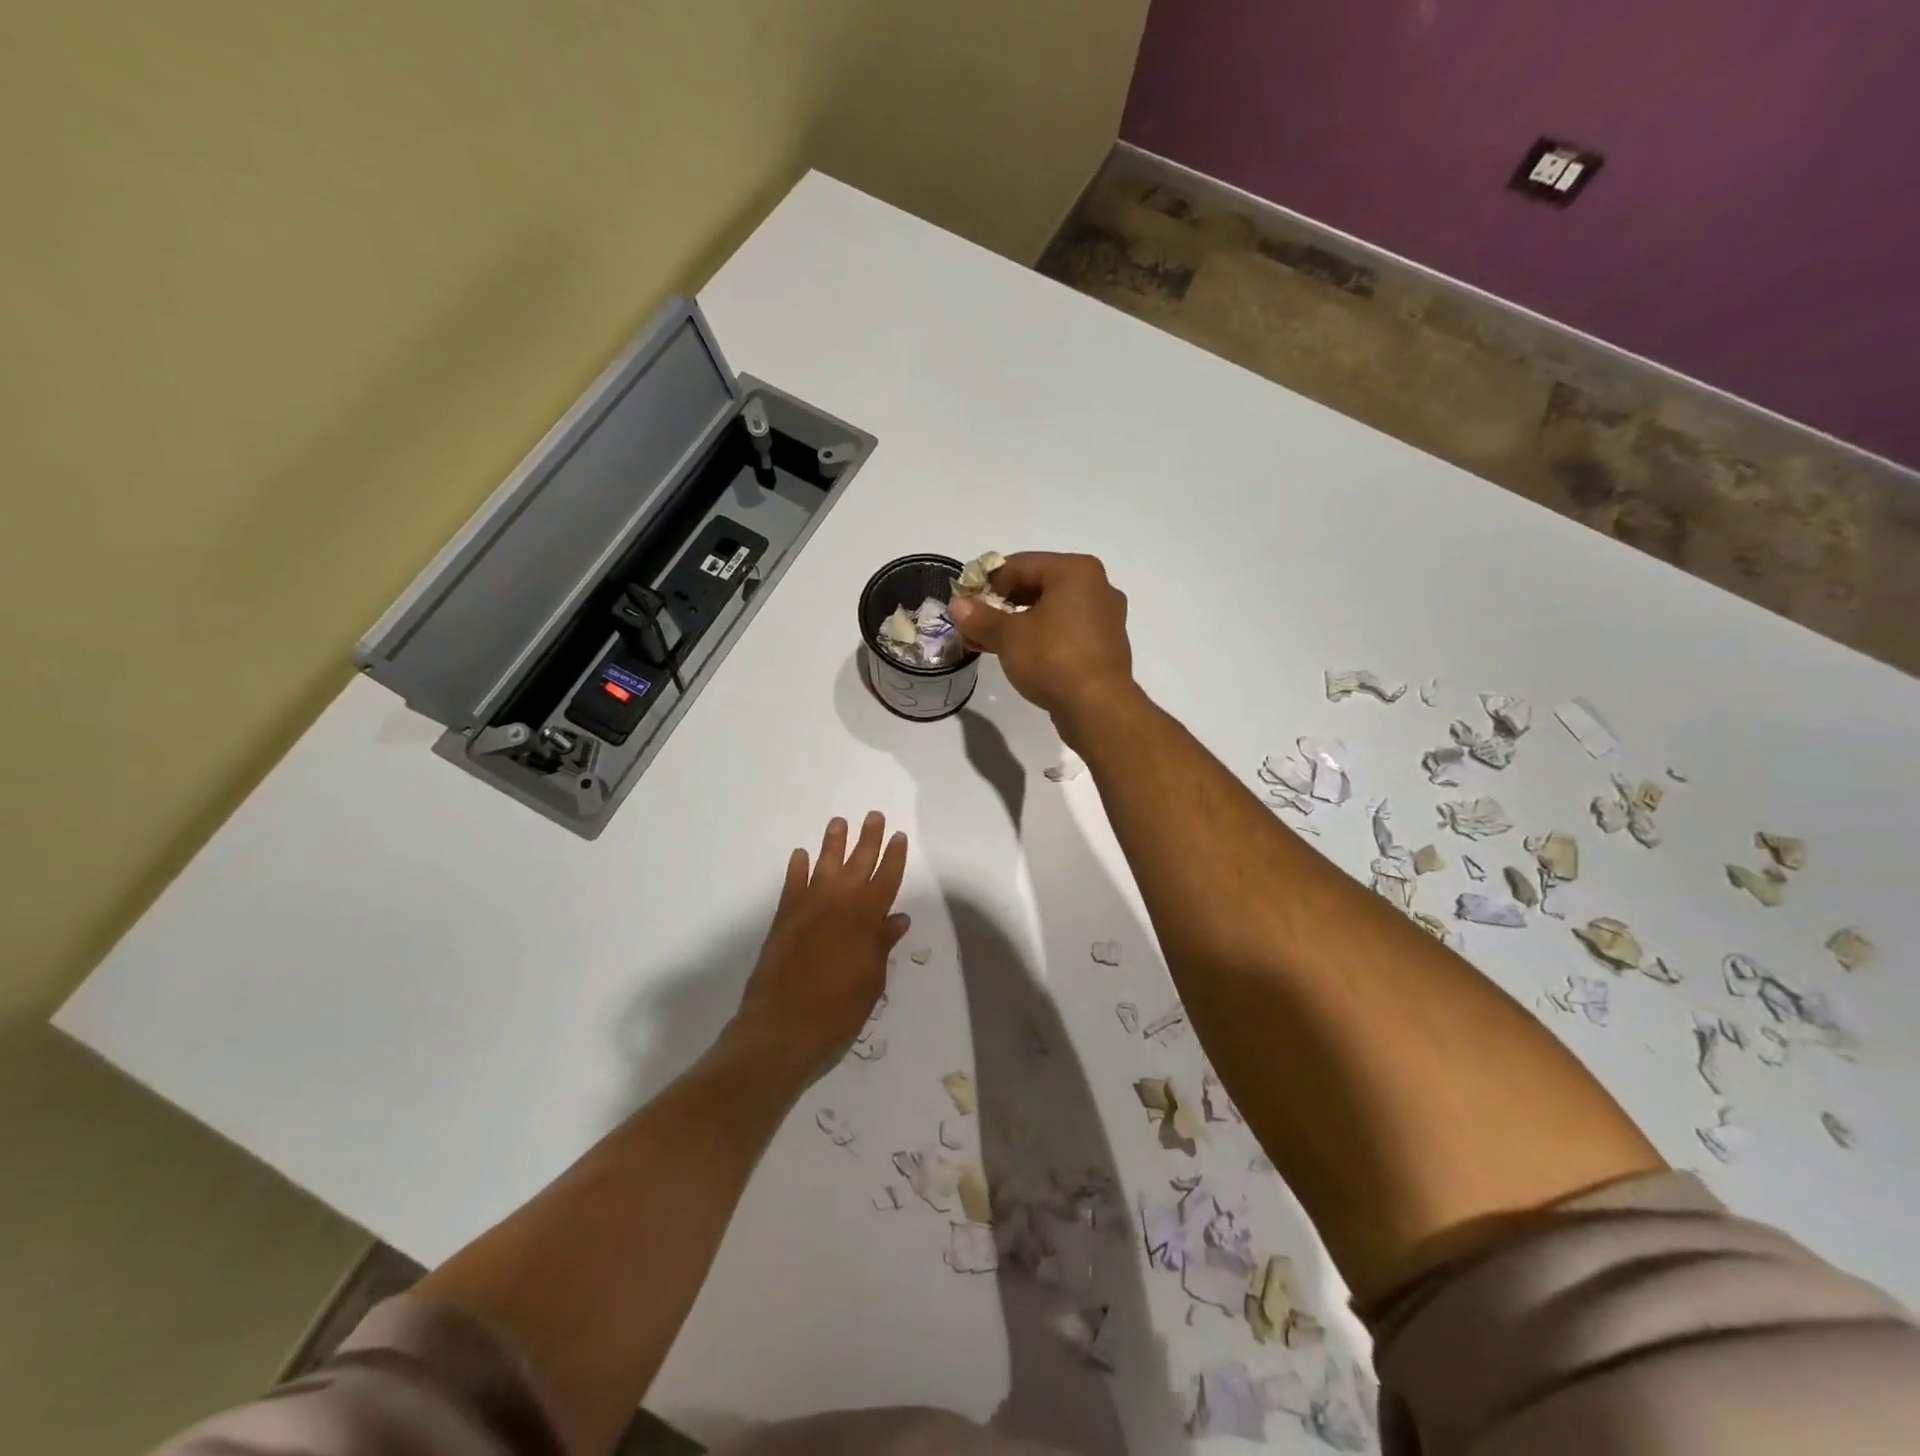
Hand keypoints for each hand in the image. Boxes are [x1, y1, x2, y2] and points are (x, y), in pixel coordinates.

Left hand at [729, 812, 909, 1083]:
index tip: (899, 836)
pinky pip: (792, 885)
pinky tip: (800, 855)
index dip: (894, 857)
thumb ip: (882, 944)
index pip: (886, 879)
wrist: (782, 1028)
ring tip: (839, 822)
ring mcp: (808, 909)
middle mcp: (838, 904)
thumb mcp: (872, 980)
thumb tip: (898, 917)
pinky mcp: (784, 919)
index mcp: (866, 919)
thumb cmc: (838, 1010)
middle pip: (857, 863)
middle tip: (874, 816)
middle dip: (868, 839)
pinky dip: (797, 869)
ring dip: (833, 843)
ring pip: (824, 865)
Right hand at [947, 552, 1135, 729]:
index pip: (1020, 564)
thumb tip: (956, 605)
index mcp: (1075, 571)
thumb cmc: (1053, 658)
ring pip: (1051, 611)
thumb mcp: (1008, 636)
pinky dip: (1040, 638)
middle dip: (1001, 604)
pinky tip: (1018, 656)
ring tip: (988, 642)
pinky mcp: (1105, 647)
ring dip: (1018, 623)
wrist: (1098, 707)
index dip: (986, 581)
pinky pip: (1065, 632)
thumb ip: (980, 617)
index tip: (964, 602)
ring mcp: (1105, 618)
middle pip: (1037, 585)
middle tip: (974, 623)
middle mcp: (1097, 587)